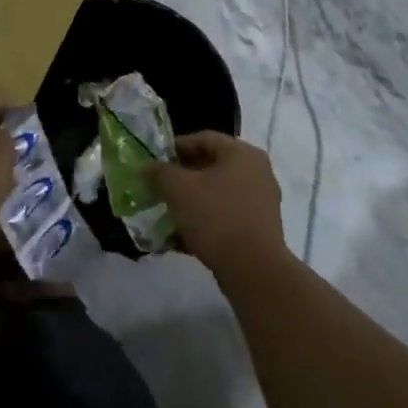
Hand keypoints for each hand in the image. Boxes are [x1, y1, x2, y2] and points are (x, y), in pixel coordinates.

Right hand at [147, 131, 285, 274]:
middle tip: (157, 188)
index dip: (174, 148)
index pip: (202, 138)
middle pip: (209, 166)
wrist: (253, 269)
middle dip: (179, 178)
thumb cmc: (216, 216)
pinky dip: (202, 222)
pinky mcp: (258, 228)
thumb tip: (146, 167)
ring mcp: (260, 201)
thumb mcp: (178, 189)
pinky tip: (179, 238)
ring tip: (164, 215)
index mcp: (241, 153)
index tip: (153, 163)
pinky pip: (224, 216)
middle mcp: (256, 172)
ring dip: (188, 202)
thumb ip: (159, 172)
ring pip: (215, 194)